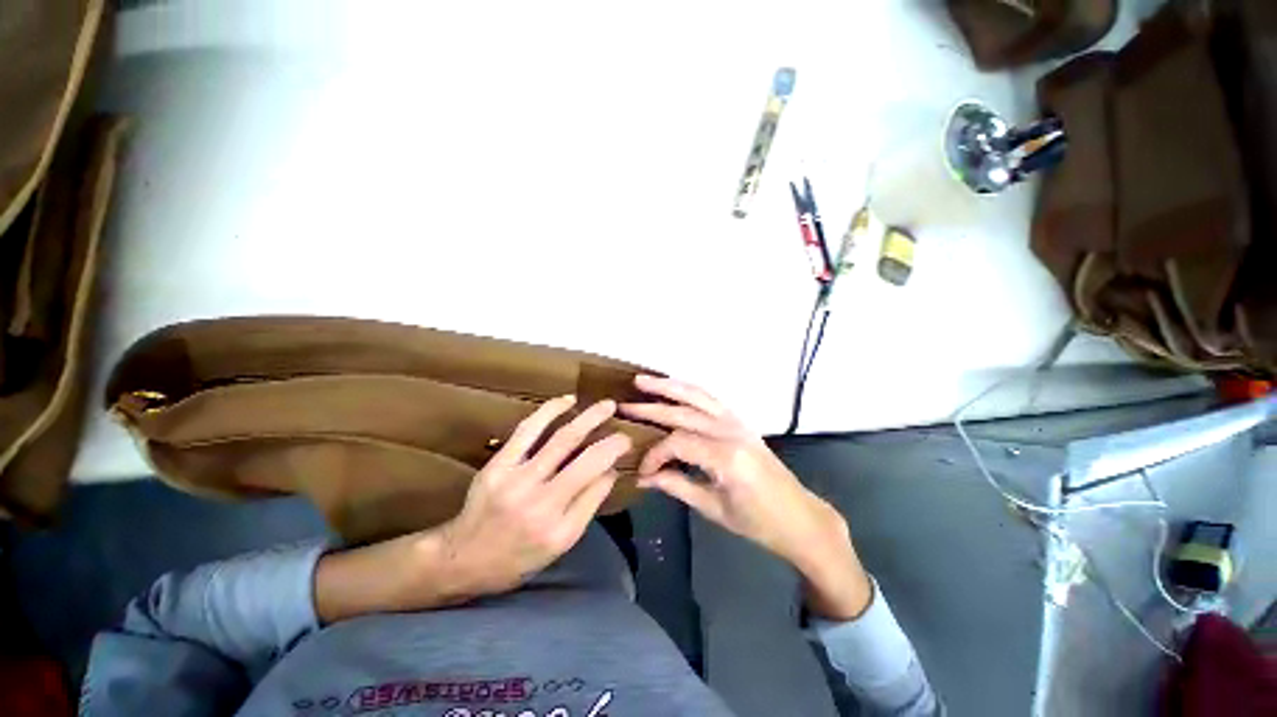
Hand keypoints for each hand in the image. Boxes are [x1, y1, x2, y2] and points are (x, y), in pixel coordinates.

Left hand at [315, 396, 630, 621]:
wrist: (465, 556)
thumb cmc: (519, 556)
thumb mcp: (561, 543)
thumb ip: (588, 504)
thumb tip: (611, 470)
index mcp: (557, 525)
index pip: (596, 482)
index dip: (614, 457)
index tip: (626, 444)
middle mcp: (539, 500)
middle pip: (582, 458)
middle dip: (609, 437)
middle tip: (623, 423)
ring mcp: (516, 478)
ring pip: (559, 439)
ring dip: (586, 418)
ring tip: (605, 405)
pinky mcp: (499, 464)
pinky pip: (528, 430)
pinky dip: (550, 411)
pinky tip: (566, 401)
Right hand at [622, 375, 871, 619]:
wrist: (799, 517)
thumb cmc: (758, 522)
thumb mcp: (714, 509)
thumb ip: (676, 486)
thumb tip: (644, 477)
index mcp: (726, 457)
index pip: (677, 443)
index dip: (654, 454)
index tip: (642, 470)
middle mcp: (731, 432)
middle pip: (684, 413)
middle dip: (651, 409)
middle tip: (625, 405)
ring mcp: (738, 422)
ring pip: (698, 396)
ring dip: (669, 386)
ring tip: (644, 380)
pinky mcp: (741, 421)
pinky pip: (711, 399)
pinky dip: (690, 390)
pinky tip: (675, 387)